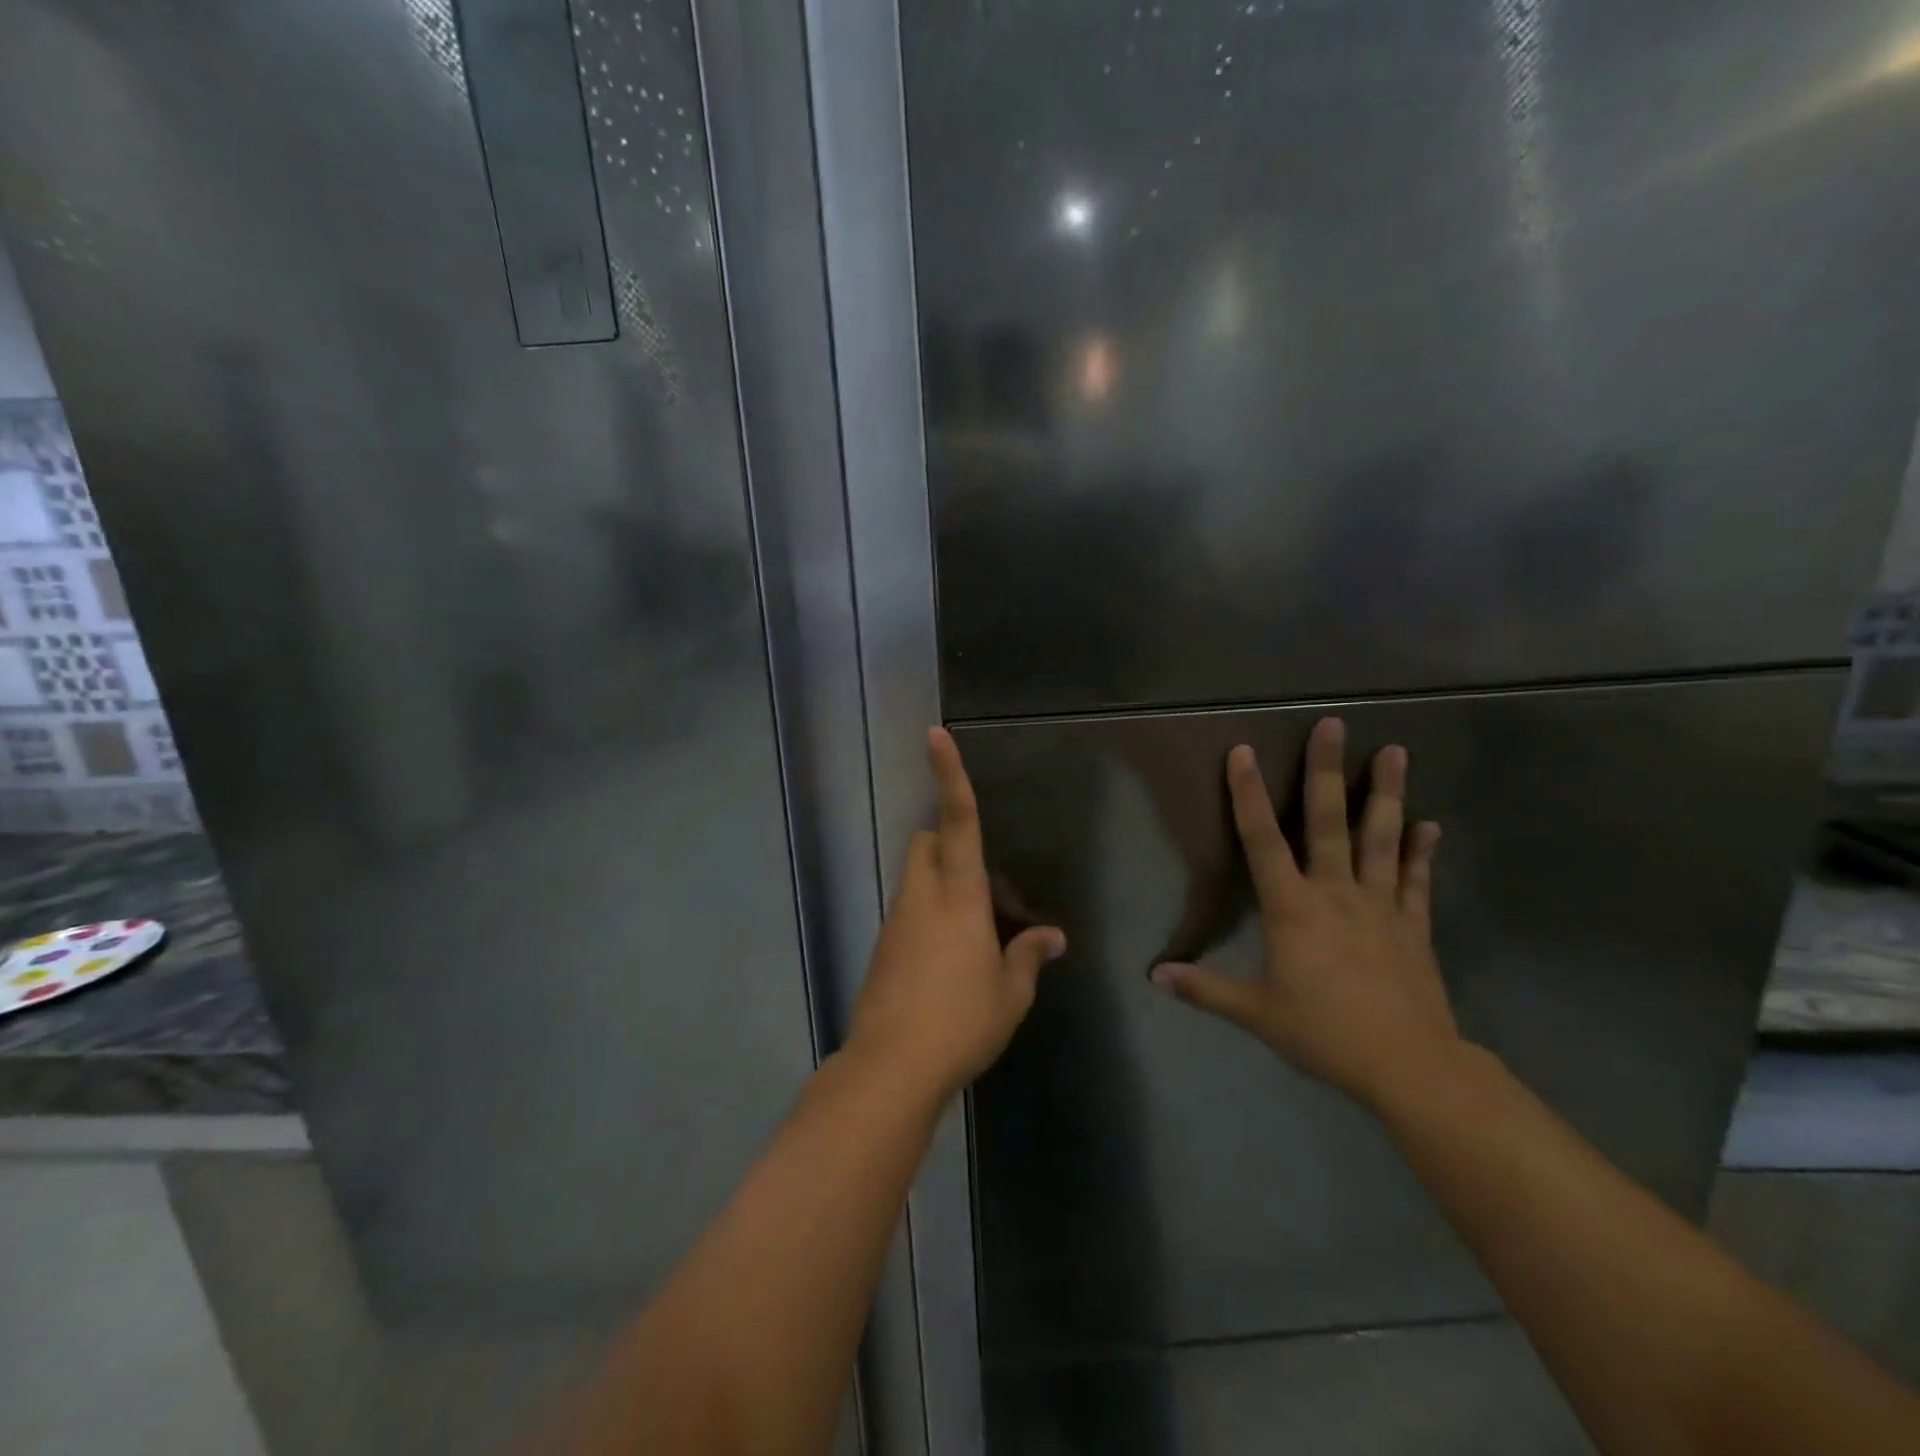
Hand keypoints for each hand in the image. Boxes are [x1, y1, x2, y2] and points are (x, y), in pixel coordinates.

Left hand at [845, 727, 1066, 1103]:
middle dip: (948, 843)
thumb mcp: (1010, 993)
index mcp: (959, 896)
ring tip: (981, 943)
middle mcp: (922, 897)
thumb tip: (1053, 938)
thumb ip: (1030, 957)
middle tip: (989, 893)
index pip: (957, 820)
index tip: (936, 735)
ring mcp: (897, 921)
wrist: (891, 1067)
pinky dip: (932, 920)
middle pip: (926, 842)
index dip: (950, 775)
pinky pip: (910, 914)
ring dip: (945, 889)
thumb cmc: (961, 1022)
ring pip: (918, 880)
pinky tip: (954, 967)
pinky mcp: (883, 947)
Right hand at [1152, 717, 1457, 1106]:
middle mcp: (1336, 892)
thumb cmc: (1323, 1032)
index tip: (1243, 751)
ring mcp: (1380, 905)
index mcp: (1292, 908)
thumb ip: (1204, 988)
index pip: (1262, 840)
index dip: (1247, 795)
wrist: (1408, 1065)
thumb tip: (1153, 975)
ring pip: (1382, 838)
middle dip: (1328, 771)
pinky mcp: (1414, 926)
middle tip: (1336, 725)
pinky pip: (1417, 880)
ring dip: (1387, 794)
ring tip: (1396, 751)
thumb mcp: (1255, 1012)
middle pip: (1329, 822)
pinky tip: (1430, 824)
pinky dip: (1422, 851)